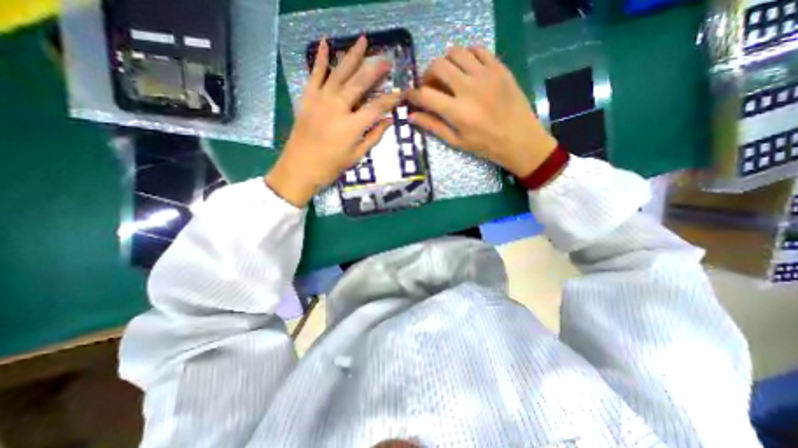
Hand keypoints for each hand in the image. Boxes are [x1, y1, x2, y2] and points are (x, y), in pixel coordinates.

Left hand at [265, 36, 401, 207]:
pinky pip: (315, 74)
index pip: (376, 107)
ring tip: (363, 41)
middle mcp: (337, 107)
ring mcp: (321, 100)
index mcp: (351, 126)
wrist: (299, 168)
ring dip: (352, 56)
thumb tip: (388, 121)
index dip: (390, 99)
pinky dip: (320, 58)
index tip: (401, 92)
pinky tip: (325, 43)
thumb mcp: (356, 156)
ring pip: (339, 73)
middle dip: (375, 70)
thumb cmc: (330, 167)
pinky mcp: (307, 98)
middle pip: (359, 83)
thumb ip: (373, 136)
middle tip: (387, 60)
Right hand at [406, 45, 556, 176]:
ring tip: (447, 76)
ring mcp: (486, 74)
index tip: (408, 96)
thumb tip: (412, 116)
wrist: (520, 139)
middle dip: (427, 74)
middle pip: (438, 66)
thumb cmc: (485, 146)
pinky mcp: (499, 67)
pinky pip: (478, 49)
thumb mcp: (456, 141)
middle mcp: (469, 88)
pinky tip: (466, 69)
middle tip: (429, 85)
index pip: (425, 94)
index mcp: (457, 111)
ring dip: (445, 63)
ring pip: (456, 52)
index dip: (412, 94)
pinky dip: (466, 55)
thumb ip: (433, 126)